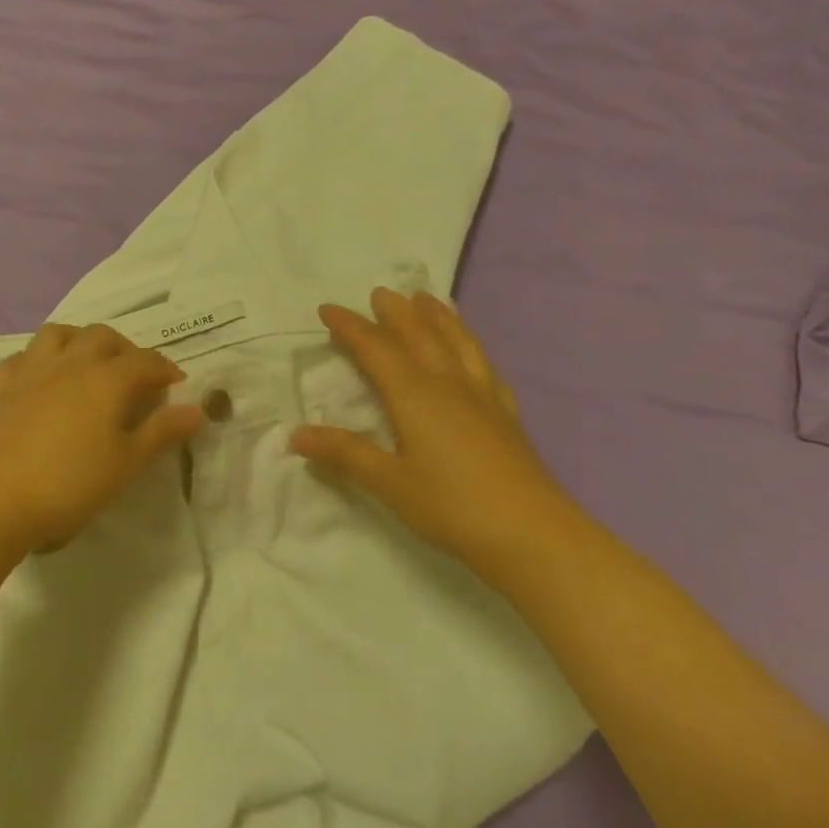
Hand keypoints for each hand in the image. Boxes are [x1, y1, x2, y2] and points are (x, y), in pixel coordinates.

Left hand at [0, 323, 205, 554]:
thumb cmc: (70, 484)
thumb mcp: (126, 463)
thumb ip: (161, 432)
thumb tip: (196, 408)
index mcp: (106, 380)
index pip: (145, 361)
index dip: (165, 369)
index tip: (176, 384)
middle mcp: (70, 364)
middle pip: (102, 337)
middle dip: (125, 349)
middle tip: (135, 375)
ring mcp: (31, 372)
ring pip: (58, 334)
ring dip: (79, 340)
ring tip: (89, 363)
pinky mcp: (0, 388)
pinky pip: (20, 357)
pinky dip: (37, 359)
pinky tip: (42, 377)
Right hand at [290, 288, 574, 567]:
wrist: (532, 534)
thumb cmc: (451, 506)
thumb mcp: (389, 482)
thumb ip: (344, 454)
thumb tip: (296, 434)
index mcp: (415, 395)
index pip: (377, 349)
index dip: (351, 327)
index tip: (328, 310)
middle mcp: (449, 385)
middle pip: (420, 336)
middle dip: (396, 313)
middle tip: (379, 293)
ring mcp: (482, 397)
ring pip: (457, 343)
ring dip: (438, 318)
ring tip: (427, 299)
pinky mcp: (505, 415)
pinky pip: (484, 366)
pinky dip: (472, 347)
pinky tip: (472, 352)